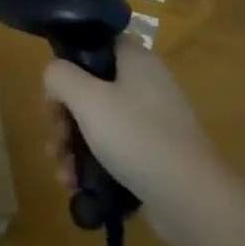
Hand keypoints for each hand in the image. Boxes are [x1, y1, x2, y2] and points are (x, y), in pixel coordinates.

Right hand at [43, 42, 229, 245]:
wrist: (192, 199)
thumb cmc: (137, 137)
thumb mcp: (87, 99)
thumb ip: (60, 77)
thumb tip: (54, 76)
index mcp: (135, 60)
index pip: (94, 46)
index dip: (67, 65)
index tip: (53, 94)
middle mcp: (145, 84)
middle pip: (91, 89)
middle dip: (64, 118)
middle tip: (54, 141)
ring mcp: (152, 121)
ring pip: (98, 123)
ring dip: (72, 146)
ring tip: (62, 173)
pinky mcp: (153, 155)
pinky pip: (113, 150)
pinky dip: (92, 165)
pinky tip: (75, 186)